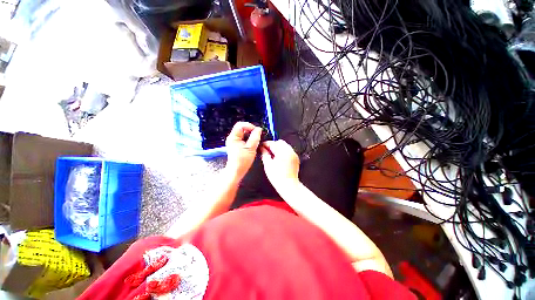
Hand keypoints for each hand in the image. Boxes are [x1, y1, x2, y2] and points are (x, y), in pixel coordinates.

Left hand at [225, 122, 261, 179]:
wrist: (237, 170)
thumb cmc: (242, 161)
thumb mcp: (251, 148)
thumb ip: (255, 137)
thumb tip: (259, 129)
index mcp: (233, 137)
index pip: (240, 125)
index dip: (249, 126)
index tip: (256, 131)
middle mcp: (232, 138)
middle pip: (242, 128)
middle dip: (251, 131)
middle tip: (257, 136)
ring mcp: (234, 142)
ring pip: (243, 133)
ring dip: (250, 135)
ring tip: (255, 140)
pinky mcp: (237, 145)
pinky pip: (243, 138)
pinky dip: (249, 139)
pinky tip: (252, 144)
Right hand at [260, 140, 299, 190]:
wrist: (289, 185)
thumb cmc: (278, 177)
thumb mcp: (268, 165)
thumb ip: (264, 154)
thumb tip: (262, 149)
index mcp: (283, 152)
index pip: (273, 143)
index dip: (266, 144)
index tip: (261, 146)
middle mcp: (290, 151)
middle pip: (280, 142)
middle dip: (272, 145)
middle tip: (266, 151)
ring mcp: (294, 155)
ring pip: (284, 146)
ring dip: (278, 148)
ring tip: (272, 156)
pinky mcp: (295, 159)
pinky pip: (288, 151)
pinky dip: (283, 152)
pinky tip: (278, 159)